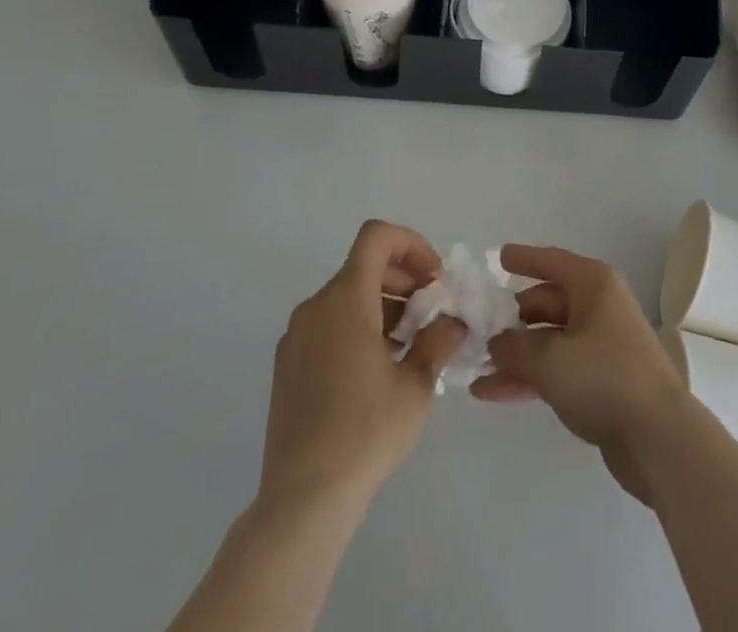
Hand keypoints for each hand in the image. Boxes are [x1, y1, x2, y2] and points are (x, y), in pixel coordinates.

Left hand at [258, 220, 466, 514]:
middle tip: (430, 312)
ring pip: (346, 296)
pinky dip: (357, 327)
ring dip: (382, 304)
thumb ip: (437, 341)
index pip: (377, 236)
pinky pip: (327, 324)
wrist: (302, 501)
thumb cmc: (366, 433)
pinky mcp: (287, 365)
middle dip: (402, 278)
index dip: (411, 244)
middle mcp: (315, 306)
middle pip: (363, 265)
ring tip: (408, 345)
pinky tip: (376, 370)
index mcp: (346, 299)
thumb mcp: (416, 385)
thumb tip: (450, 322)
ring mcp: (296, 336)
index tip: (433, 280)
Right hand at [471, 244, 688, 502]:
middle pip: (546, 303)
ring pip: (547, 341)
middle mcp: (598, 307)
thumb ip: (514, 348)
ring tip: (473, 367)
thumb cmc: (604, 378)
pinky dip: (527, 377)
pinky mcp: (599, 382)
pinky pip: (555, 369)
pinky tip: (490, 392)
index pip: (551, 261)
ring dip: (513, 354)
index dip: (523, 258)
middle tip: (474, 329)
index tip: (497, 257)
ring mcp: (600, 345)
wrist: (658, 438)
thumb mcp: (550, 359)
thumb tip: (496, 343)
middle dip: (510, 319)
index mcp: (593, 285)